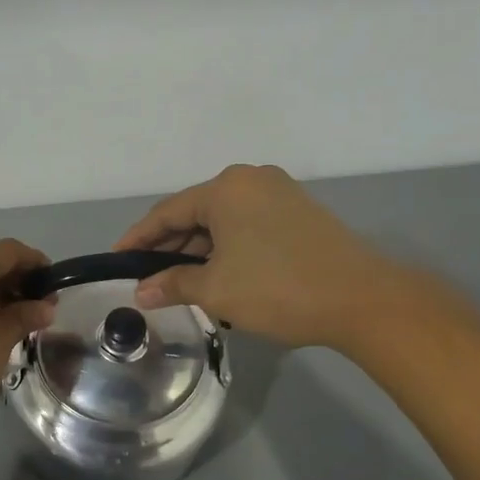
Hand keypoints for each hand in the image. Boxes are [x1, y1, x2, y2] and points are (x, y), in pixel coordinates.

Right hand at [114, 164, 399, 348]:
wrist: (362, 299)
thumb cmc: (277, 289)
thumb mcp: (216, 290)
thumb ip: (172, 284)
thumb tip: (141, 293)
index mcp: (225, 188)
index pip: (167, 212)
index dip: (138, 239)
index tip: (117, 260)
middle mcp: (250, 180)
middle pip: (195, 213)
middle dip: (169, 246)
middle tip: (148, 278)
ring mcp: (279, 194)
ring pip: (222, 221)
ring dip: (198, 251)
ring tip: (179, 283)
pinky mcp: (299, 213)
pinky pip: (247, 226)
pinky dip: (226, 249)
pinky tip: (217, 275)